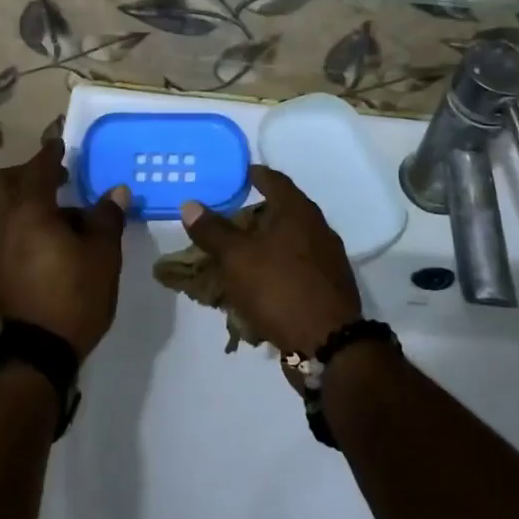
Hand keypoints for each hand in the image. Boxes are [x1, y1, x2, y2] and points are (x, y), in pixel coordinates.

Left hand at [0, 139, 128, 358]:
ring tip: (64, 219)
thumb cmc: (71, 298)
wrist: (30, 357)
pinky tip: (51, 246)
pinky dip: (23, 226)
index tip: (60, 143)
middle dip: (27, 173)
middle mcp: (3, 224)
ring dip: (27, 202)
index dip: (50, 153)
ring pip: (3, 209)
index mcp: (29, 212)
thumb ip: (107, 219)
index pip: (37, 168)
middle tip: (57, 178)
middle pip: (4, 182)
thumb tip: (114, 192)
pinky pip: (5, 233)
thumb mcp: (103, 257)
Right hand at [180, 166, 361, 356]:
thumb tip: (190, 204)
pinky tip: (257, 284)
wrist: (327, 344)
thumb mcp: (237, 258)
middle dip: (254, 214)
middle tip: (226, 219)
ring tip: (236, 254)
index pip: (274, 179)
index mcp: (298, 211)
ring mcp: (326, 258)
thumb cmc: (279, 288)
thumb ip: (213, 230)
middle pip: (282, 210)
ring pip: (288, 241)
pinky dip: (275, 267)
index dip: (253, 174)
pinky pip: (295, 266)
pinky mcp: (328, 286)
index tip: (235, 175)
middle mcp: (317, 228)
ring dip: (263, 244)